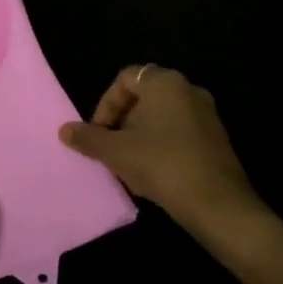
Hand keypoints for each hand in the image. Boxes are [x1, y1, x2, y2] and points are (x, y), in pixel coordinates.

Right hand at [60, 66, 256, 236]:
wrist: (218, 204)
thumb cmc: (162, 164)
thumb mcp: (116, 152)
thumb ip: (88, 138)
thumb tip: (64, 130)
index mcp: (164, 82)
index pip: (125, 78)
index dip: (105, 104)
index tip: (98, 132)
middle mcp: (188, 90)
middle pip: (144, 97)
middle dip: (122, 122)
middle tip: (110, 149)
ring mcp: (206, 114)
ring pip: (161, 117)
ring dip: (139, 137)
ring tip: (128, 166)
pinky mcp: (216, 139)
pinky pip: (179, 133)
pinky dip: (160, 147)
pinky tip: (152, 176)